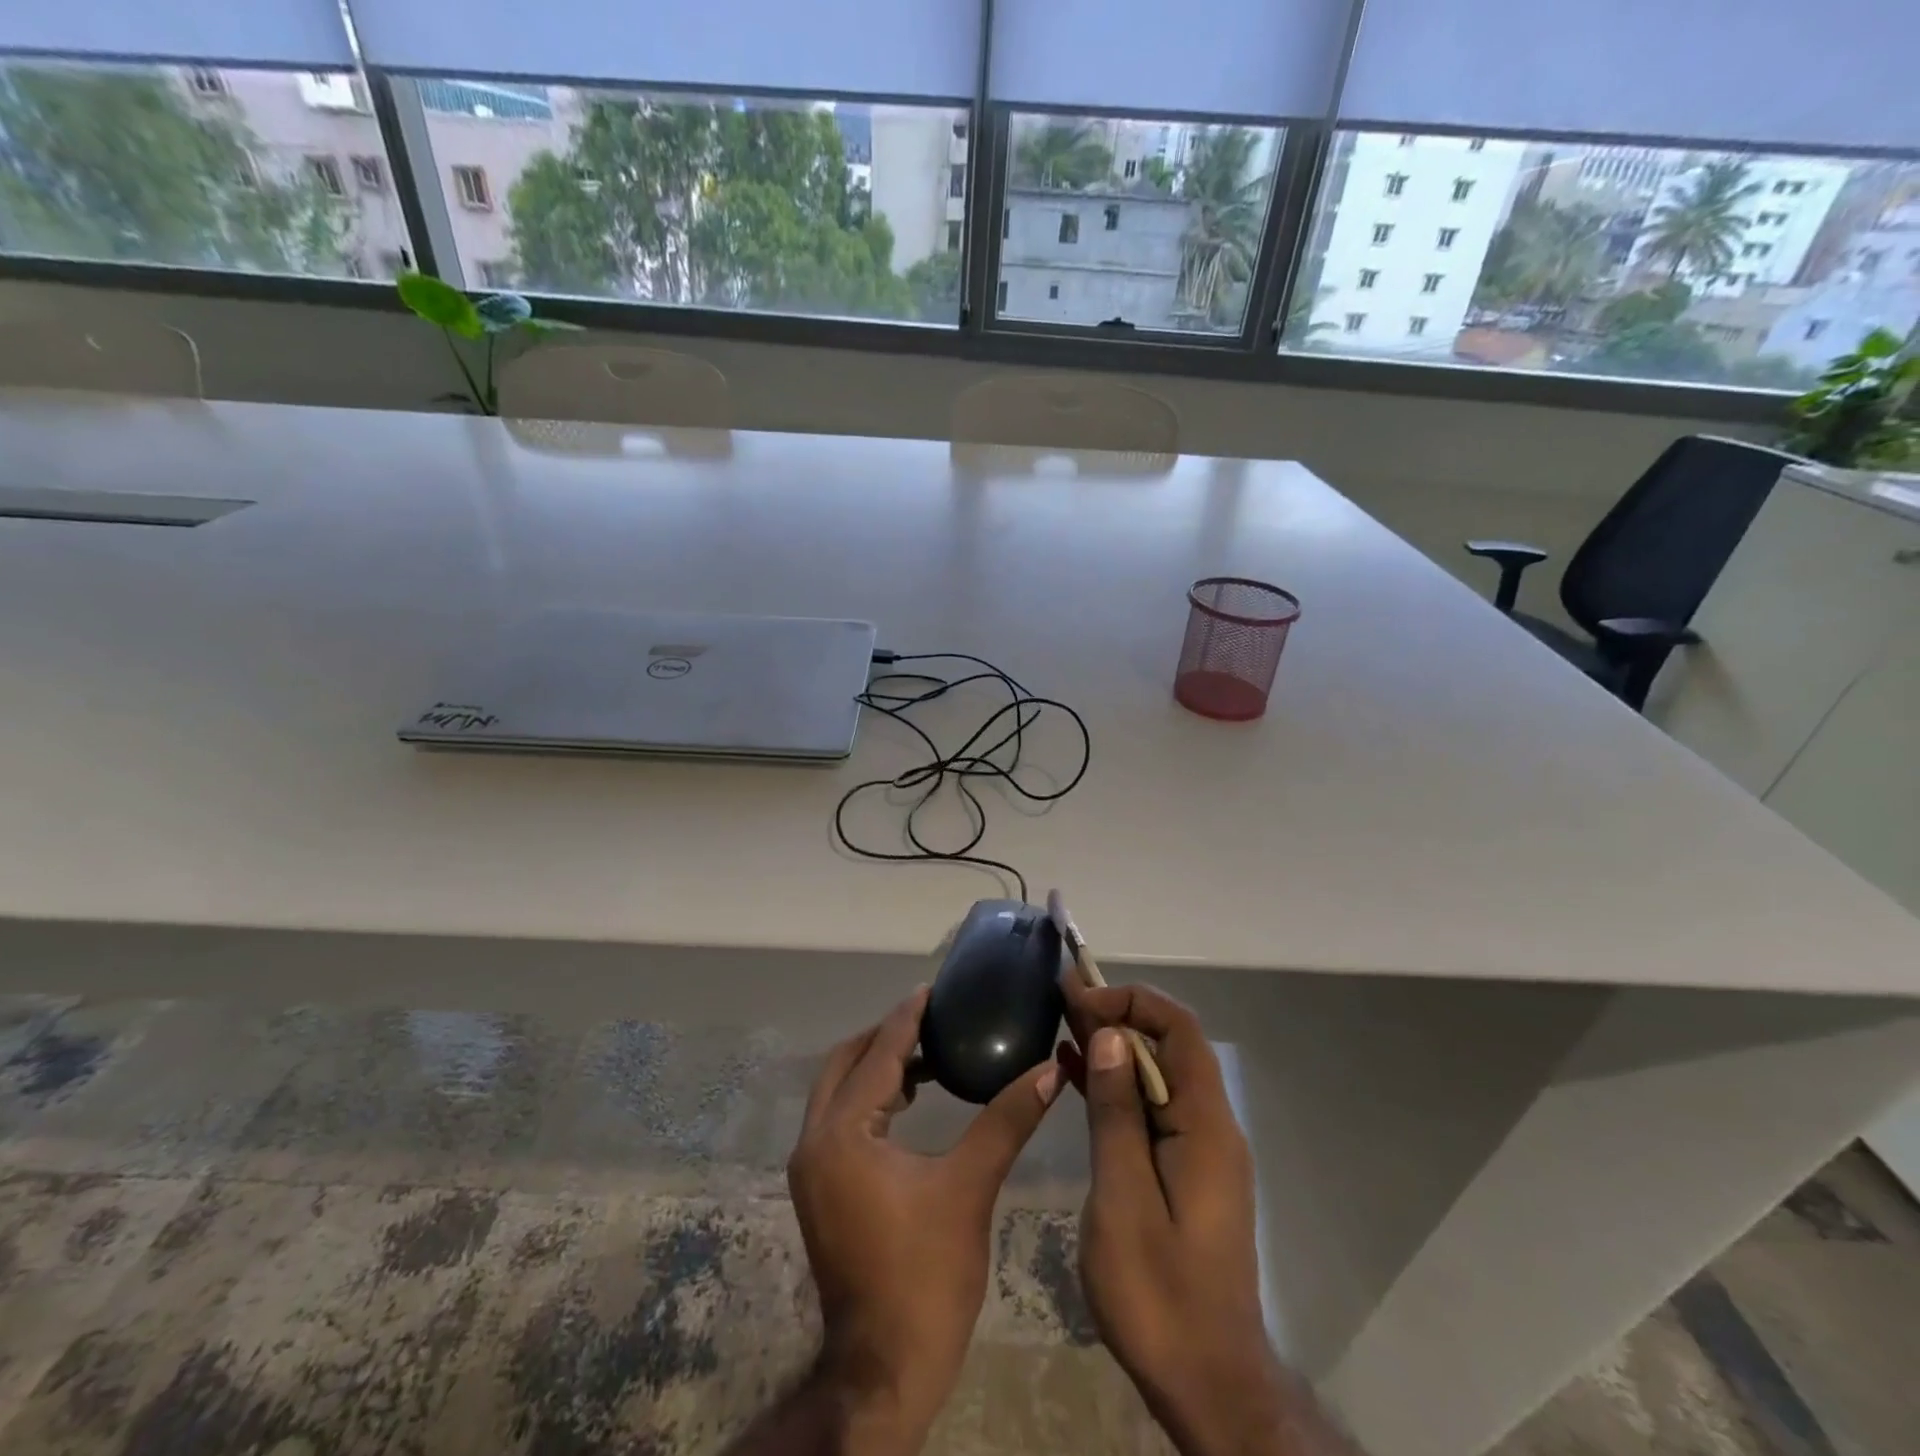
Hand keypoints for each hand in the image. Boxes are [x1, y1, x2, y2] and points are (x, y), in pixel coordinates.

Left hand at [787, 987, 1062, 1451]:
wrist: (885, 1368)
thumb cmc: (926, 1274)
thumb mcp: (970, 1188)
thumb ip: (1006, 1120)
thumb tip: (1050, 1069)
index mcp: (843, 1133)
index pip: (879, 1054)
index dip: (908, 1017)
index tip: (935, 988)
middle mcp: (815, 1141)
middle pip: (845, 1062)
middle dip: (886, 1036)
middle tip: (933, 1019)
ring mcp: (811, 1167)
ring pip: (838, 1089)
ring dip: (877, 1066)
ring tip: (929, 1054)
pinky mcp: (819, 1187)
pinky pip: (840, 1118)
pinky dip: (869, 1097)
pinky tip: (910, 1102)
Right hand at [1057, 977, 1298, 1455]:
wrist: (1207, 1384)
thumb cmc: (1160, 1295)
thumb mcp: (1124, 1198)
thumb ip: (1117, 1112)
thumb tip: (1110, 1035)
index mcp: (1206, 1124)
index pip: (1178, 1029)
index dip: (1131, 1001)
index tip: (1080, 999)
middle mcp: (1211, 1125)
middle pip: (1168, 1047)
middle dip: (1117, 1016)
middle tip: (1061, 1000)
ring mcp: (1200, 1149)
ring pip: (1157, 1076)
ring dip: (1113, 1048)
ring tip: (1061, 1023)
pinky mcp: (1185, 1171)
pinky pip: (1151, 1109)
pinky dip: (1116, 1086)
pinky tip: (1075, 1075)